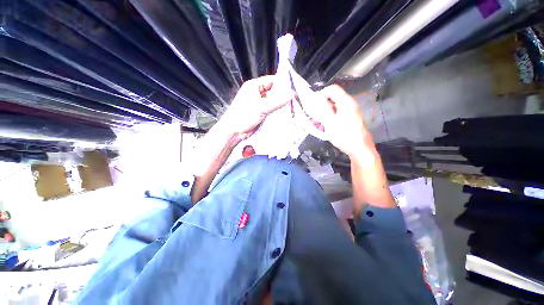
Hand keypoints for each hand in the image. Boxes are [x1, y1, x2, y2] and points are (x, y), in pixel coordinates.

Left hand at [218, 75, 291, 140]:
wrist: (234, 132)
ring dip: (280, 105)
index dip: (282, 83)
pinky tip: (285, 114)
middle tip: (295, 99)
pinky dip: (277, 111)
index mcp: (254, 86)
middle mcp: (257, 93)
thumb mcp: (261, 107)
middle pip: (273, 91)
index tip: (294, 88)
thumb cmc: (243, 116)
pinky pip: (271, 110)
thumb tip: (291, 95)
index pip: (271, 80)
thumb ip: (276, 101)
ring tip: (292, 107)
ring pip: (273, 101)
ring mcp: (258, 104)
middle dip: (283, 95)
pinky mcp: (260, 113)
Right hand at [316, 85, 373, 156]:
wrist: (360, 149)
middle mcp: (348, 104)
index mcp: (345, 102)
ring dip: (323, 112)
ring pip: (333, 106)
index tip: (313, 104)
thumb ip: (323, 109)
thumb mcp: (331, 122)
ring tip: (316, 123)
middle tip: (313, 115)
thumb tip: (317, 97)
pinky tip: (323, 126)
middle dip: (321, 105)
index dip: (321, 94)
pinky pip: (336, 114)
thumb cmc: (344, 136)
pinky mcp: (348, 119)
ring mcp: (349, 112)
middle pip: (332, 97)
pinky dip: (328, 117)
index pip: (332, 89)